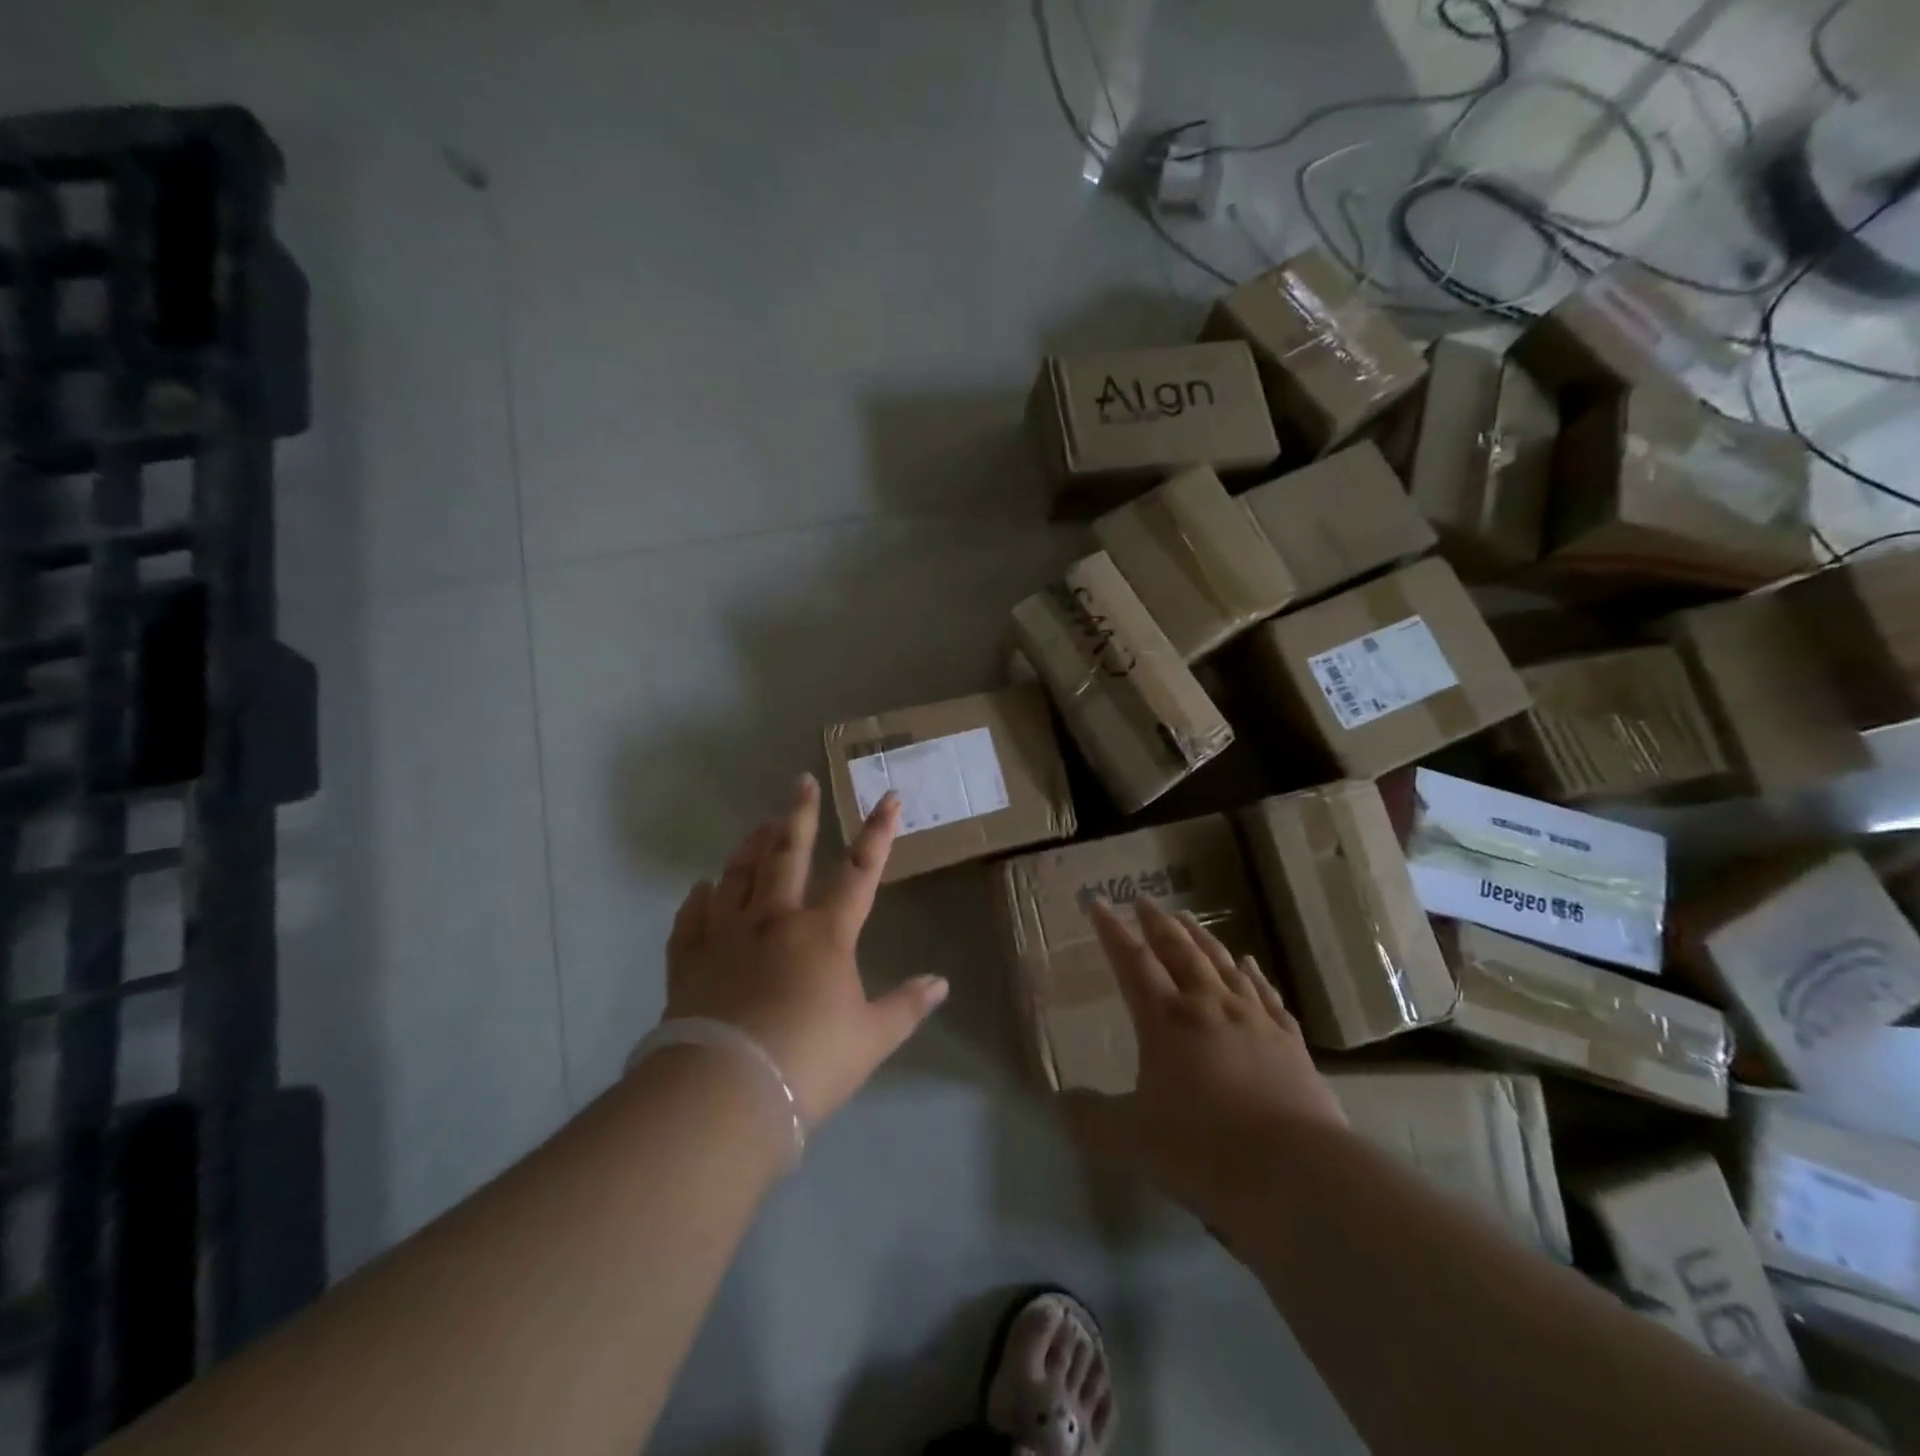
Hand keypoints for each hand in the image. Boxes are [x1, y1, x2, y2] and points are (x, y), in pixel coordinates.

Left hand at [660, 774, 948, 1125]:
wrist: (726, 1092)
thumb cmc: (809, 1061)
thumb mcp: (870, 1039)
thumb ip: (905, 1006)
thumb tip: (941, 983)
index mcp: (824, 933)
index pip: (859, 872)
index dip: (878, 833)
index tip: (889, 798)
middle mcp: (774, 920)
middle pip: (787, 855)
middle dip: (800, 816)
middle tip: (801, 782)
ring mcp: (727, 936)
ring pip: (738, 876)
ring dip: (750, 846)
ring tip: (760, 825)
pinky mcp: (690, 961)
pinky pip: (692, 919)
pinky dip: (699, 900)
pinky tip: (702, 888)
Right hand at [1062, 898, 1346, 1229]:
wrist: (1297, 1174)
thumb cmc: (1205, 1150)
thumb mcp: (1131, 1140)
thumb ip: (1091, 1119)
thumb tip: (1059, 1103)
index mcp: (1167, 1020)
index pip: (1133, 963)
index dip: (1113, 932)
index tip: (1099, 903)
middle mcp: (1209, 1006)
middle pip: (1179, 952)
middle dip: (1157, 924)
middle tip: (1144, 901)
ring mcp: (1254, 1020)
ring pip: (1222, 964)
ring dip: (1201, 938)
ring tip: (1187, 918)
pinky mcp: (1289, 1043)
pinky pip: (1266, 994)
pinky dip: (1254, 974)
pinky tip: (1250, 964)